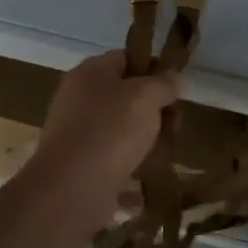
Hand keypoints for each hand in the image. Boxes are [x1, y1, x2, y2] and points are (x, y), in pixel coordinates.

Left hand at [31, 51, 177, 215]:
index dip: (154, 69)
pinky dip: (132, 165)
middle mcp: (80, 98)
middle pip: (126, 95)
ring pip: (122, 128)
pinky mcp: (80, 164)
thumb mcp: (146, 97)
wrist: (71, 190)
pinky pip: (114, 158)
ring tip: (164, 154)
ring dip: (146, 139)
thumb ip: (164, 84)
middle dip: (155, 109)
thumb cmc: (110, 130)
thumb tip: (174, 78)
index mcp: (90, 72)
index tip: (176, 90)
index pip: (126, 58)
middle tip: (174, 126)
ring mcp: (78, 132)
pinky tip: (148, 177)